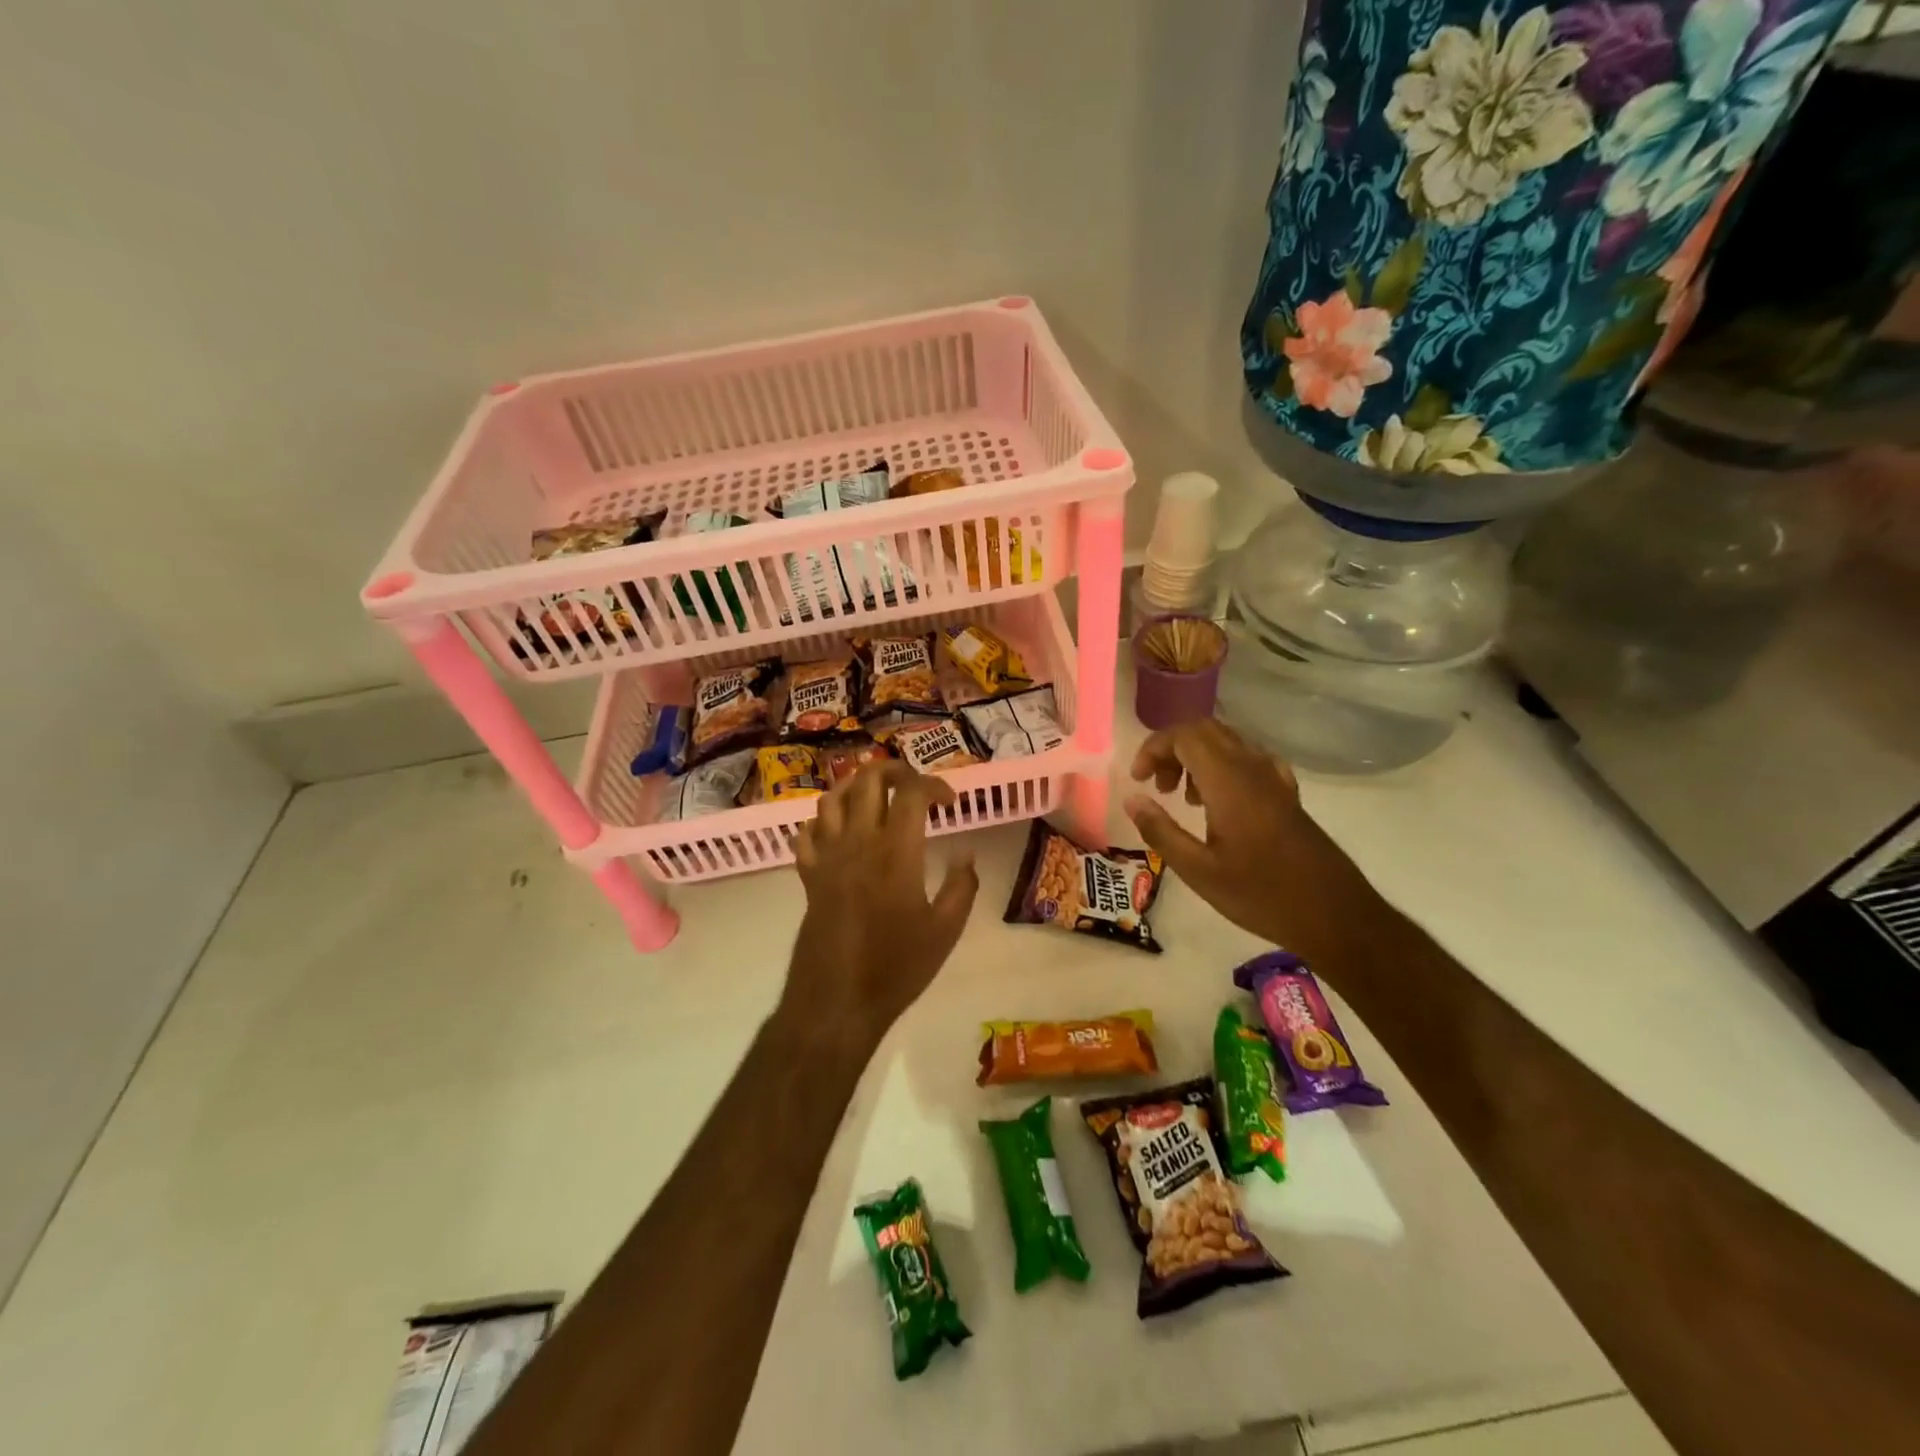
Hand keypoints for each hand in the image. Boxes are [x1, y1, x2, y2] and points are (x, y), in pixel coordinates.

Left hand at [787, 761, 979, 1046]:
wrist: (836, 1002)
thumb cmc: (896, 968)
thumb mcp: (945, 931)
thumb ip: (962, 885)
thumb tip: (966, 851)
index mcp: (896, 851)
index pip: (911, 792)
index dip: (934, 785)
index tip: (950, 803)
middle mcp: (857, 842)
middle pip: (867, 779)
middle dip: (893, 770)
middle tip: (914, 786)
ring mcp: (827, 857)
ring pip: (832, 797)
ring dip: (856, 787)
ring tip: (877, 798)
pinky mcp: (808, 876)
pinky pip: (808, 832)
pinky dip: (824, 821)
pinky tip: (841, 832)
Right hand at [1123, 719, 1376, 961]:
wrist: (1335, 914)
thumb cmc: (1261, 895)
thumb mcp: (1198, 871)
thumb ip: (1160, 831)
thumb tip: (1132, 799)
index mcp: (1229, 781)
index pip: (1184, 735)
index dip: (1153, 748)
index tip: (1138, 780)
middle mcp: (1252, 768)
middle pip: (1205, 730)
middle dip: (1172, 748)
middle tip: (1156, 785)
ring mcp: (1274, 778)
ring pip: (1227, 742)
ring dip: (1196, 758)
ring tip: (1182, 799)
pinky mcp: (1287, 793)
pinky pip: (1248, 760)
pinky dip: (1222, 767)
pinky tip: (1218, 802)